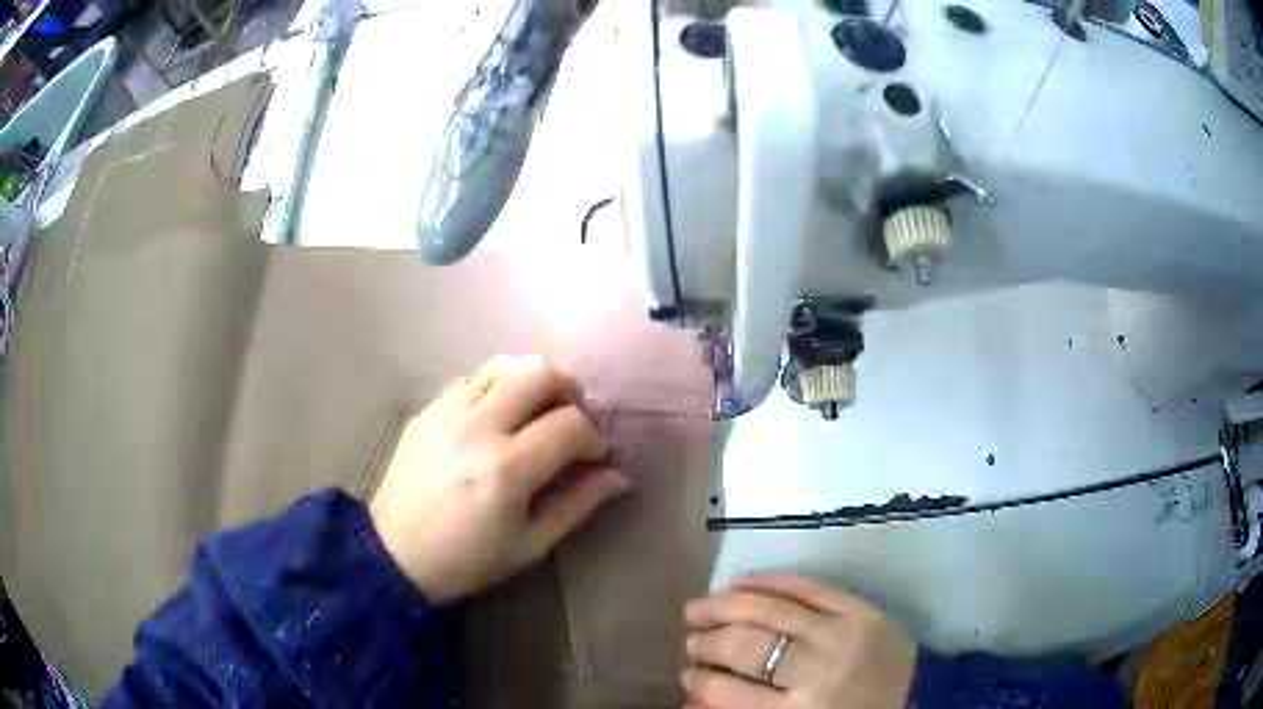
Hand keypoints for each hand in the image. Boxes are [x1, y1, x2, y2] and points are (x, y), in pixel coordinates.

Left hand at [369, 356, 631, 602]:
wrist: (394, 554)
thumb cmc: (467, 560)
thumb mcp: (530, 545)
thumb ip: (578, 505)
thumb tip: (620, 476)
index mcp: (507, 469)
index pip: (571, 424)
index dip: (595, 436)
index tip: (596, 454)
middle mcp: (478, 427)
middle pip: (540, 374)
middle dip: (570, 391)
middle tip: (572, 419)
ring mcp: (447, 412)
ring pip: (504, 366)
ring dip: (532, 381)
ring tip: (537, 410)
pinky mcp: (427, 410)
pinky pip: (472, 379)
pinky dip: (497, 387)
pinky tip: (498, 416)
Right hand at [682, 573, 915, 708]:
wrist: (918, 700)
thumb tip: (693, 697)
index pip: (731, 692)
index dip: (702, 681)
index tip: (687, 675)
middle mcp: (820, 672)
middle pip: (749, 647)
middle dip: (709, 642)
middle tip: (689, 639)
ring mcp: (844, 635)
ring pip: (772, 611)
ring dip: (727, 607)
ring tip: (699, 609)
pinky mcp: (863, 610)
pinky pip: (810, 586)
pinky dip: (771, 581)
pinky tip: (740, 582)